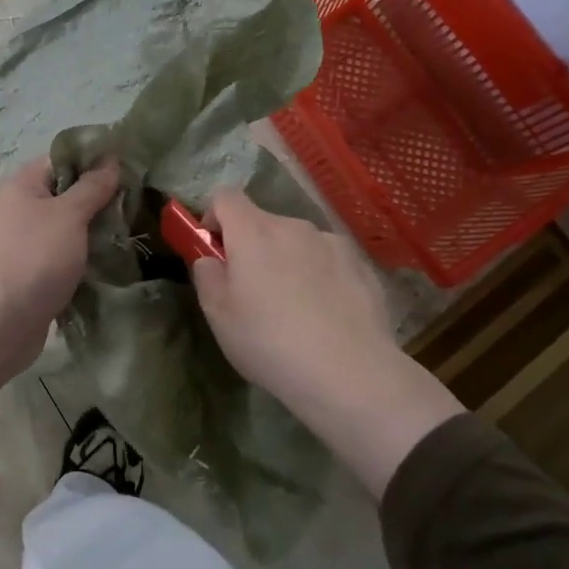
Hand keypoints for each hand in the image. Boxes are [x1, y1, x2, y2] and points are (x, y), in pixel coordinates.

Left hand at [0, 156, 119, 385]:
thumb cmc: (34, 257)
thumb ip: (92, 187)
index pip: (65, 159)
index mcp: (25, 184)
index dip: (97, 160)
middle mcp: (25, 207)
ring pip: (74, 224)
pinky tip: (117, 254)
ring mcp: (32, 240)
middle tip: (139, 201)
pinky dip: (91, 253)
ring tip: (134, 227)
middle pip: (71, 191)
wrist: (1, 322)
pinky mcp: (41, 268)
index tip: (131, 167)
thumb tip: (111, 159)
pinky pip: (71, 251)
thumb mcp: (68, 214)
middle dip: (104, 196)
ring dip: (100, 227)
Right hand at [190, 188, 398, 404]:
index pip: (226, 196)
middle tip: (253, 293)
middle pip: (263, 223)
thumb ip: (207, 275)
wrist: (349, 372)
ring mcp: (332, 243)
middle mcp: (294, 226)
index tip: (215, 250)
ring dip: (289, 262)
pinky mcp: (361, 265)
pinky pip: (329, 262)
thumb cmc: (270, 342)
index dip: (213, 217)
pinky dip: (321, 278)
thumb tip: (211, 258)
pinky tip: (326, 316)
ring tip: (295, 310)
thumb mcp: (219, 315)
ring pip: (298, 243)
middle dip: (253, 247)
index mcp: (253, 232)